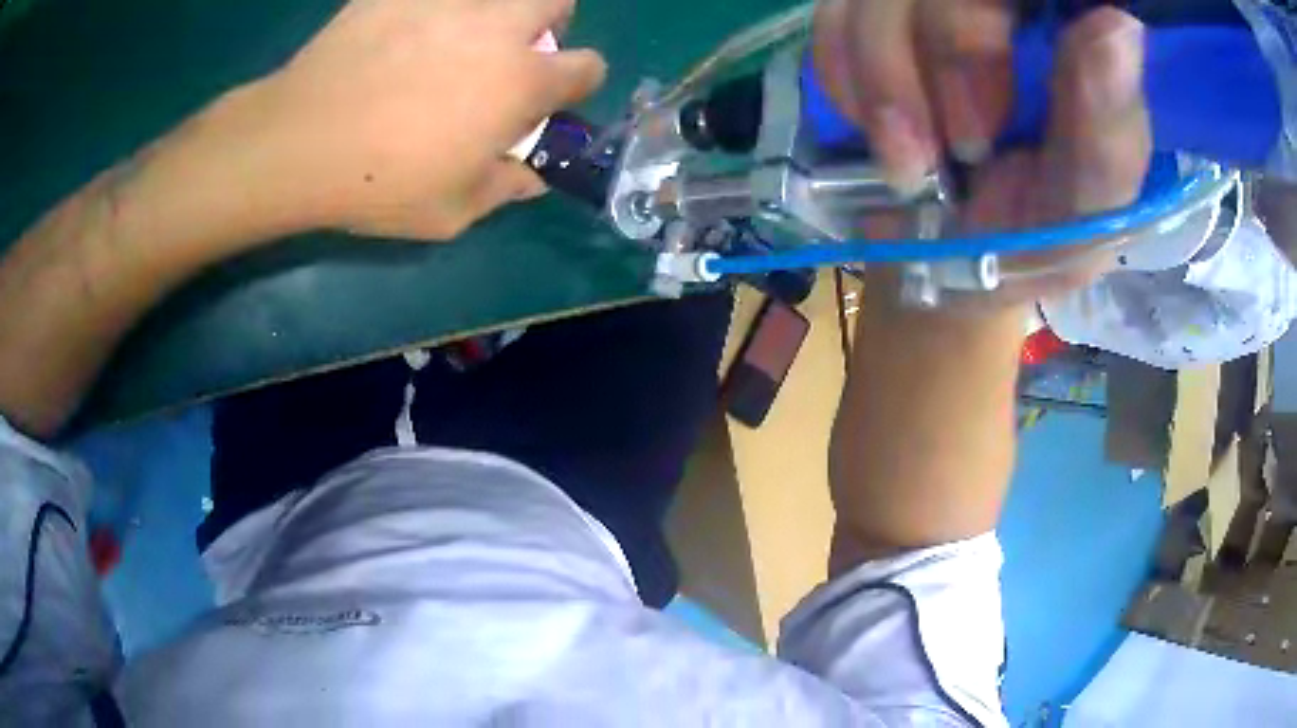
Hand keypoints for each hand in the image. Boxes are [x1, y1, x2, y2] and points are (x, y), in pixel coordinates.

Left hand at [228, 0, 605, 240]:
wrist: (298, 142)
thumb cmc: (380, 184)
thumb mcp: (452, 212)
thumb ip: (505, 188)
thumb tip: (532, 175)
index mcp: (521, 81)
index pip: (587, 67)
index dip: (576, 83)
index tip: (552, 98)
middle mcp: (497, 28)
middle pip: (555, 1)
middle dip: (549, 22)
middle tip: (510, 50)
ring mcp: (446, 2)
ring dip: (490, 15)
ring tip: (449, 44)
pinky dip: (427, 13)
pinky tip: (397, 39)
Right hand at [815, 3, 1151, 303]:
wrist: (946, 263)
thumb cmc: (1035, 243)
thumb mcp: (1087, 215)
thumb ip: (1108, 134)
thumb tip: (1118, 23)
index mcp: (1075, 36)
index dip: (991, 22)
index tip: (1003, 106)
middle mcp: (1005, 6)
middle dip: (942, 50)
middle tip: (961, 145)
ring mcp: (928, 4)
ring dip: (881, 75)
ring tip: (908, 161)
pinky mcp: (872, 17)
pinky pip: (833, 15)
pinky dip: (842, 76)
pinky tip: (872, 127)